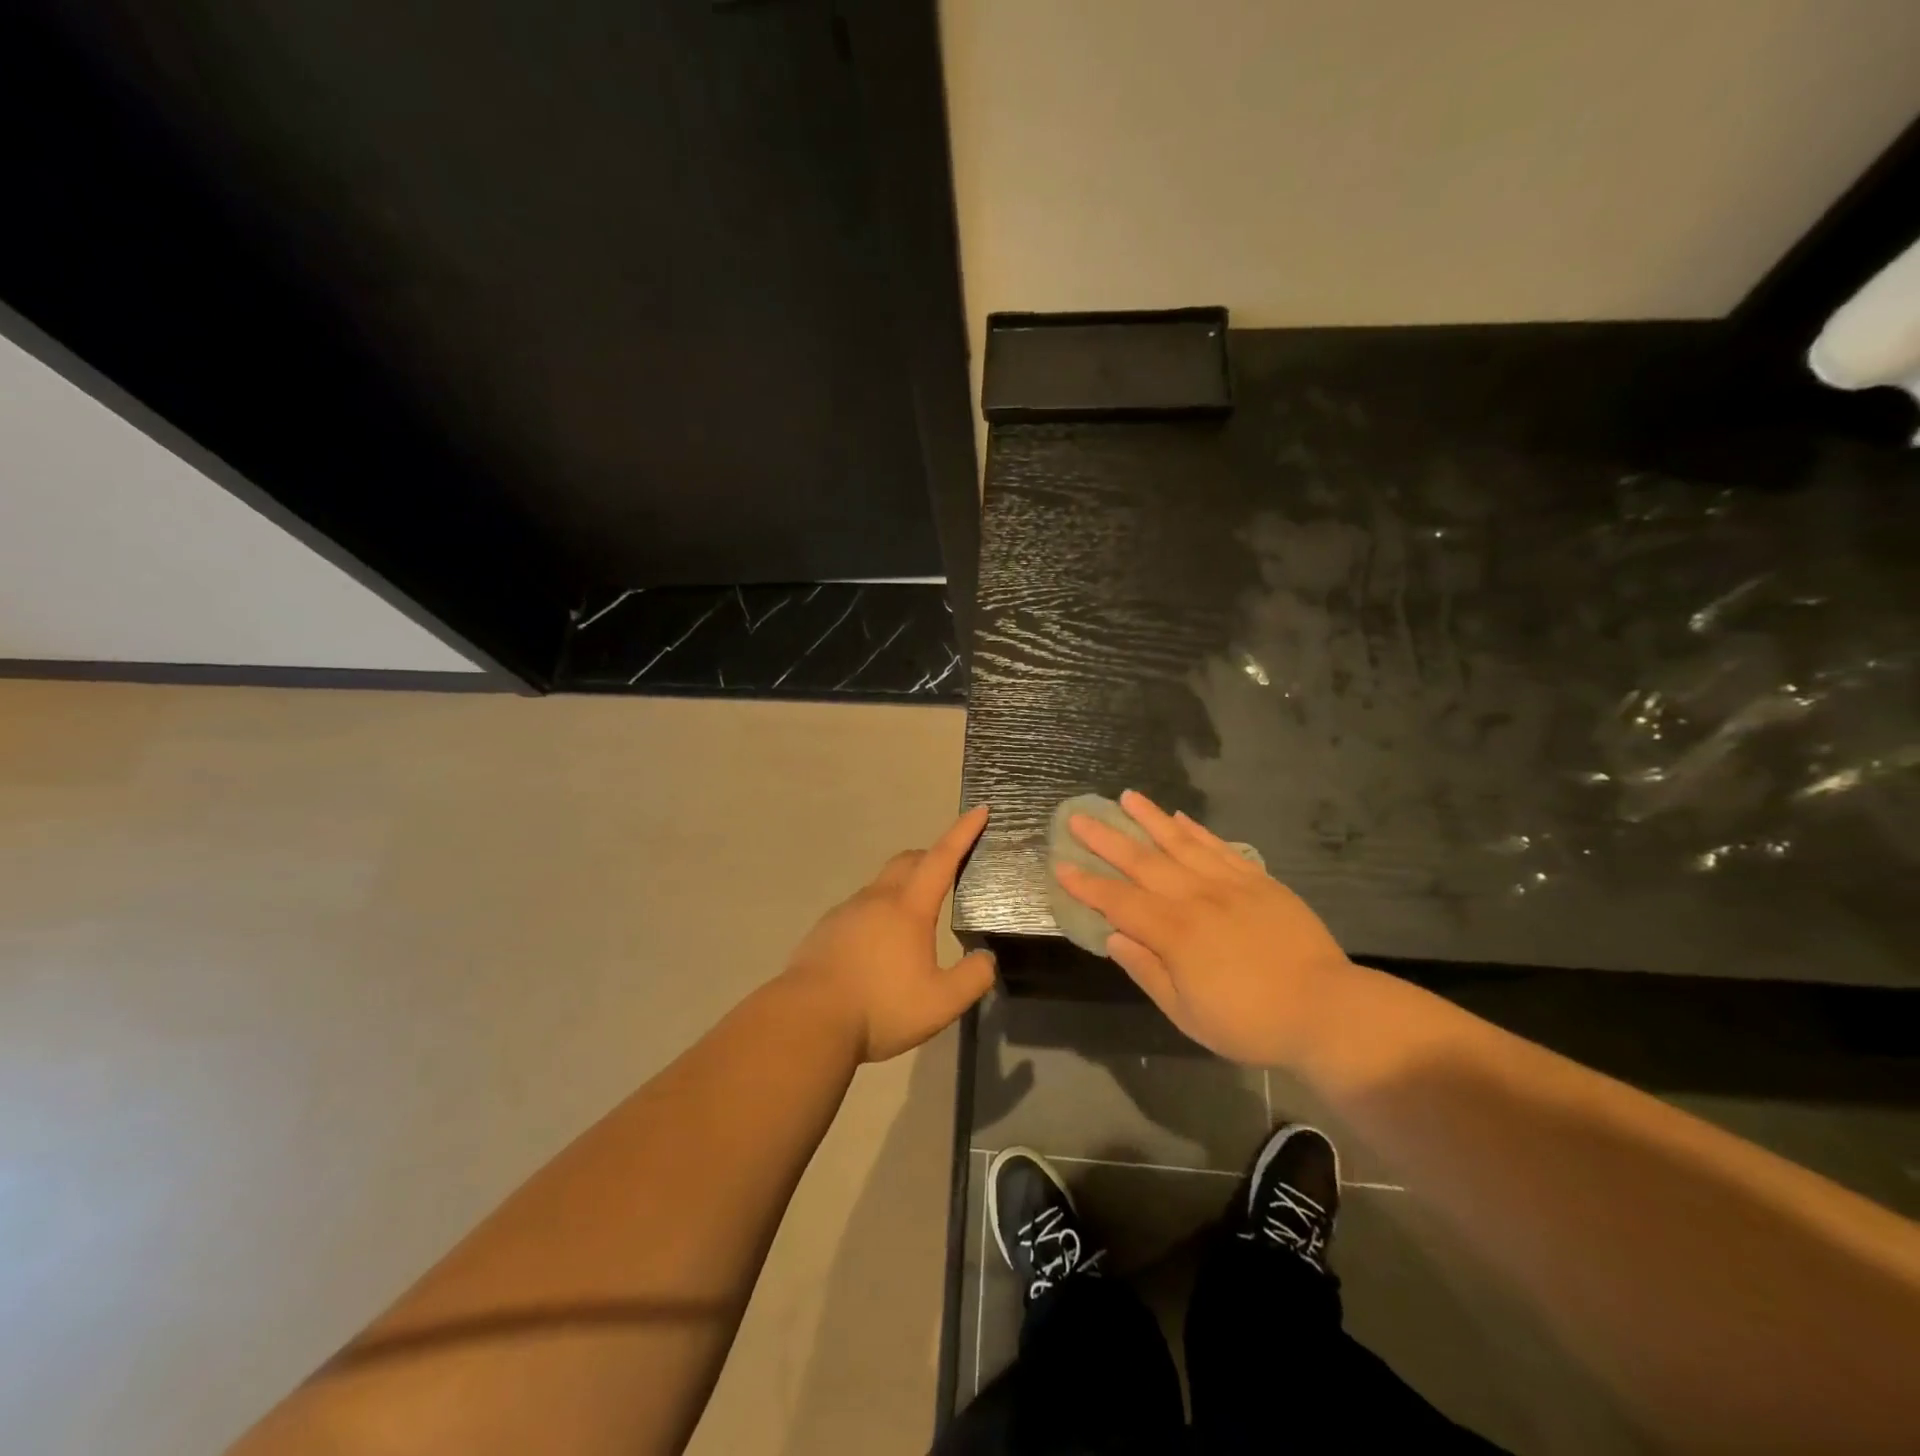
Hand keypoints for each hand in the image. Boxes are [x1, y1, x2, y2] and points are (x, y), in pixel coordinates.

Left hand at [783, 805, 996, 1062]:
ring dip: (903, 886)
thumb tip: (986, 958)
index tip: (979, 810)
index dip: (963, 832)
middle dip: (932, 855)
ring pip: (881, 884)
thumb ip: (973, 978)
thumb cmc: (880, 1008)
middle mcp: (877, 899)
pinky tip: (878, 946)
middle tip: (950, 868)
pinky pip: (860, 907)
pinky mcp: (825, 929)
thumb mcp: (941, 1003)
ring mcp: (846, 911)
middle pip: (908, 861)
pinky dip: (878, 912)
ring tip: (915, 918)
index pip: (942, 858)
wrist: (807, 1021)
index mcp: (909, 908)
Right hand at [1055, 790, 1353, 1065]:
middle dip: (1106, 839)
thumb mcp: (1188, 1013)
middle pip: (1142, 862)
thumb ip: (1147, 971)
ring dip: (1149, 819)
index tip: (1060, 865)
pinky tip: (1179, 819)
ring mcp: (1229, 884)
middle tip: (1079, 816)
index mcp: (1174, 933)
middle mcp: (1195, 898)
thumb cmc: (1250, 1021)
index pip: (1118, 901)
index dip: (1087, 884)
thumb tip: (1113, 938)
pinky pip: (1220, 847)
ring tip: (1126, 797)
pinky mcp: (1258, 880)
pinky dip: (1197, 831)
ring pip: (1180, 843)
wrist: (1327, 1009)